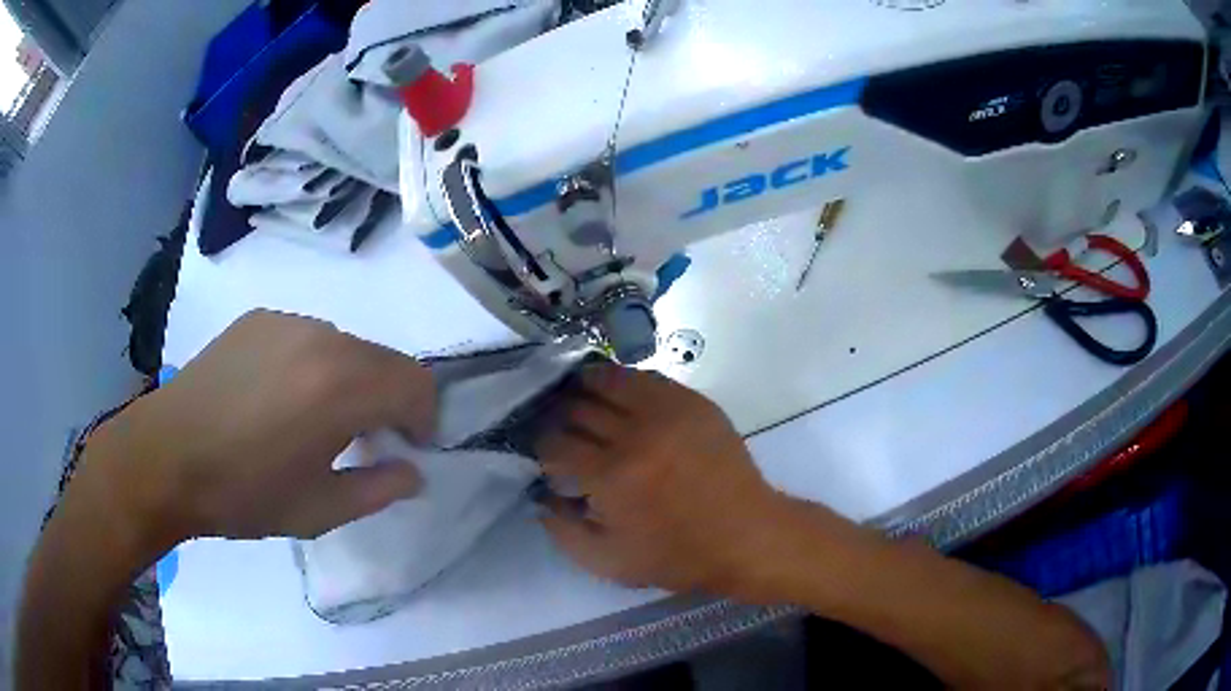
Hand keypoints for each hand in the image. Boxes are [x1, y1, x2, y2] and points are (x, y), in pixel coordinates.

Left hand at [79, 309, 436, 548]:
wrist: (168, 457)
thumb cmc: (245, 493)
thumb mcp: (320, 511)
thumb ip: (380, 489)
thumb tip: (412, 471)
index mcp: (341, 386)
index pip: (416, 384)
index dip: (424, 418)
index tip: (407, 447)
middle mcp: (322, 338)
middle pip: (385, 359)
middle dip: (390, 399)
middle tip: (364, 440)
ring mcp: (287, 322)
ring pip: (347, 345)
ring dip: (352, 380)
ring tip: (316, 419)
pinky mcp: (259, 319)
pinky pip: (308, 338)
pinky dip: (315, 365)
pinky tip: (279, 398)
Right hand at [536, 365, 796, 598]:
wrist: (744, 535)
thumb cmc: (676, 555)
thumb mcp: (608, 562)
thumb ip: (562, 531)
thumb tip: (540, 495)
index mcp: (611, 476)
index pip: (556, 442)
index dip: (540, 445)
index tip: (543, 451)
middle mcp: (636, 435)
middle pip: (577, 407)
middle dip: (557, 415)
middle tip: (556, 425)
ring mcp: (668, 412)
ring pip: (609, 380)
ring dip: (585, 388)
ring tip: (579, 398)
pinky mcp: (693, 402)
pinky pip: (646, 378)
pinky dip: (623, 382)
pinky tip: (617, 394)